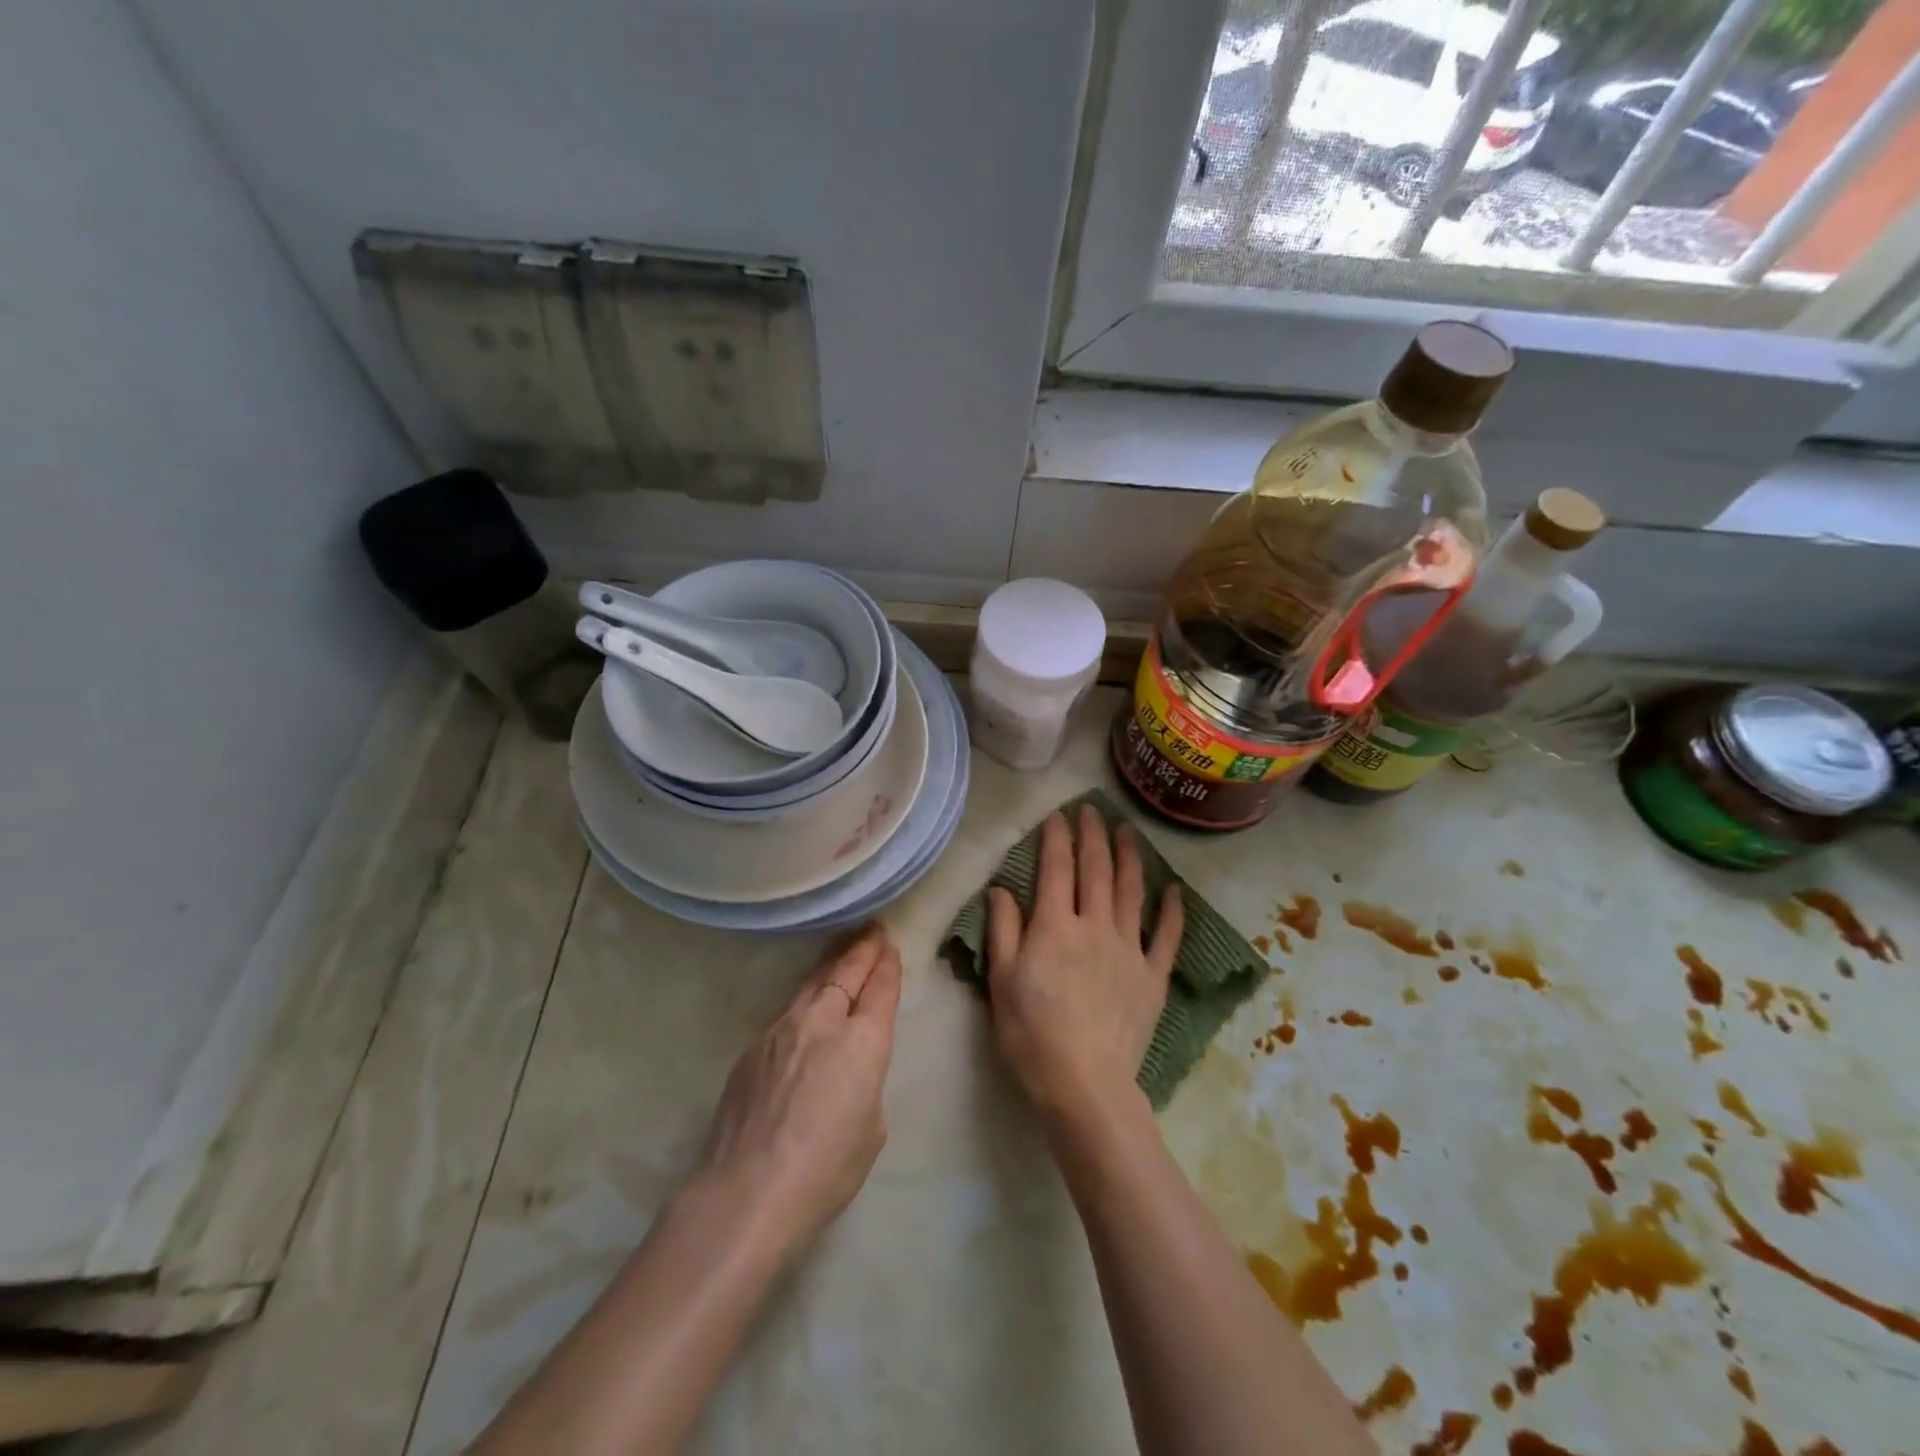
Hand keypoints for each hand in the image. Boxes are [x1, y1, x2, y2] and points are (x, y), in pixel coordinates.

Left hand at [699, 924, 901, 1253]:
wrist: (748, 1190)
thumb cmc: (826, 1168)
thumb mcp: (871, 1126)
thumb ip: (865, 1082)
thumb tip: (848, 1070)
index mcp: (863, 1041)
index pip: (880, 988)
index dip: (887, 966)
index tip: (890, 947)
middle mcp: (824, 1020)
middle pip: (846, 971)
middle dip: (862, 948)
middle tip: (872, 929)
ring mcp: (783, 1028)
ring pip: (813, 983)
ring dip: (831, 962)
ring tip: (842, 947)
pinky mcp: (754, 1045)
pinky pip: (787, 1010)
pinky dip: (805, 997)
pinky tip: (807, 1002)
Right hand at [986, 805, 1183, 1125]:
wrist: (1084, 1082)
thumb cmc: (1032, 1032)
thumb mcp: (1001, 981)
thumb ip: (1002, 930)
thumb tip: (1001, 889)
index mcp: (1054, 926)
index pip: (1056, 869)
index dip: (1056, 838)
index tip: (1058, 815)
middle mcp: (1095, 926)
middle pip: (1096, 870)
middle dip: (1093, 835)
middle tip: (1092, 809)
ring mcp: (1129, 948)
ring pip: (1131, 891)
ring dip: (1130, 857)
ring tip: (1128, 831)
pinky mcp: (1153, 975)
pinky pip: (1167, 937)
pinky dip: (1172, 911)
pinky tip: (1174, 890)